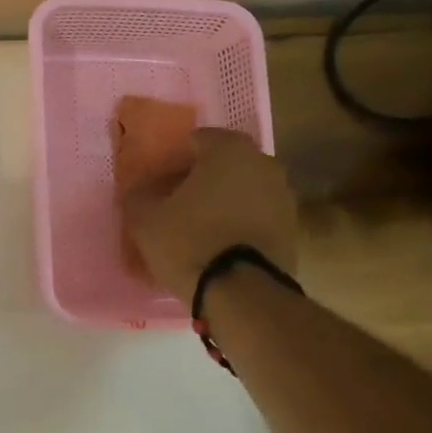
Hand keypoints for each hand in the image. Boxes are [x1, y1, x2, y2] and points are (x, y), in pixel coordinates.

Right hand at [121, 129, 298, 304]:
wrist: (242, 292)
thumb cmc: (189, 242)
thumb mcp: (145, 218)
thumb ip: (139, 194)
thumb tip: (142, 188)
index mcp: (229, 150)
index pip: (197, 140)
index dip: (175, 160)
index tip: (159, 183)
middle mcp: (263, 163)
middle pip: (224, 164)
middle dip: (201, 178)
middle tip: (176, 203)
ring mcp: (283, 195)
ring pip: (243, 189)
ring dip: (223, 201)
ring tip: (198, 227)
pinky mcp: (292, 227)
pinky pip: (256, 215)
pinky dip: (239, 222)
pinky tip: (219, 244)